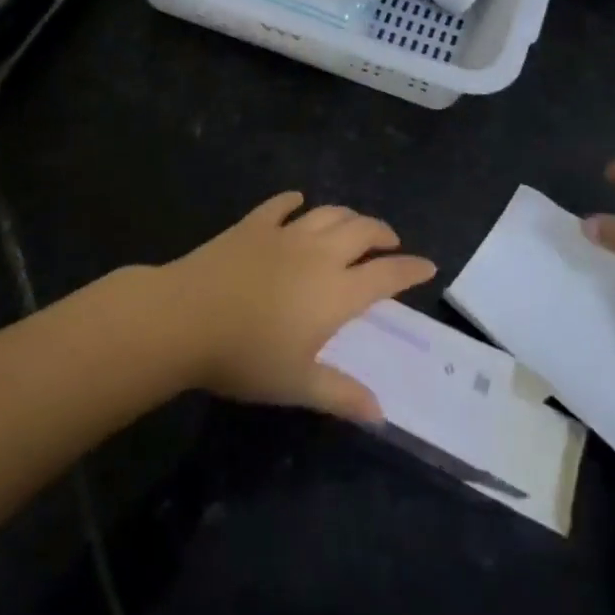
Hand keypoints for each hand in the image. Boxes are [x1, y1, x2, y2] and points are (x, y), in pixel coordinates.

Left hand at [163, 191, 436, 421]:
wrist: (186, 317)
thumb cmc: (246, 356)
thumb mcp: (297, 384)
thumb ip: (341, 394)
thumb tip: (380, 412)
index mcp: (336, 292)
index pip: (386, 275)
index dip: (411, 270)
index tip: (428, 266)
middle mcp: (319, 254)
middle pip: (363, 231)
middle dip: (383, 234)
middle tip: (390, 242)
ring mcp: (285, 233)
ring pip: (329, 213)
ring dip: (348, 216)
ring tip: (354, 225)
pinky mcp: (254, 224)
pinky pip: (281, 204)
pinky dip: (295, 201)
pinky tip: (298, 202)